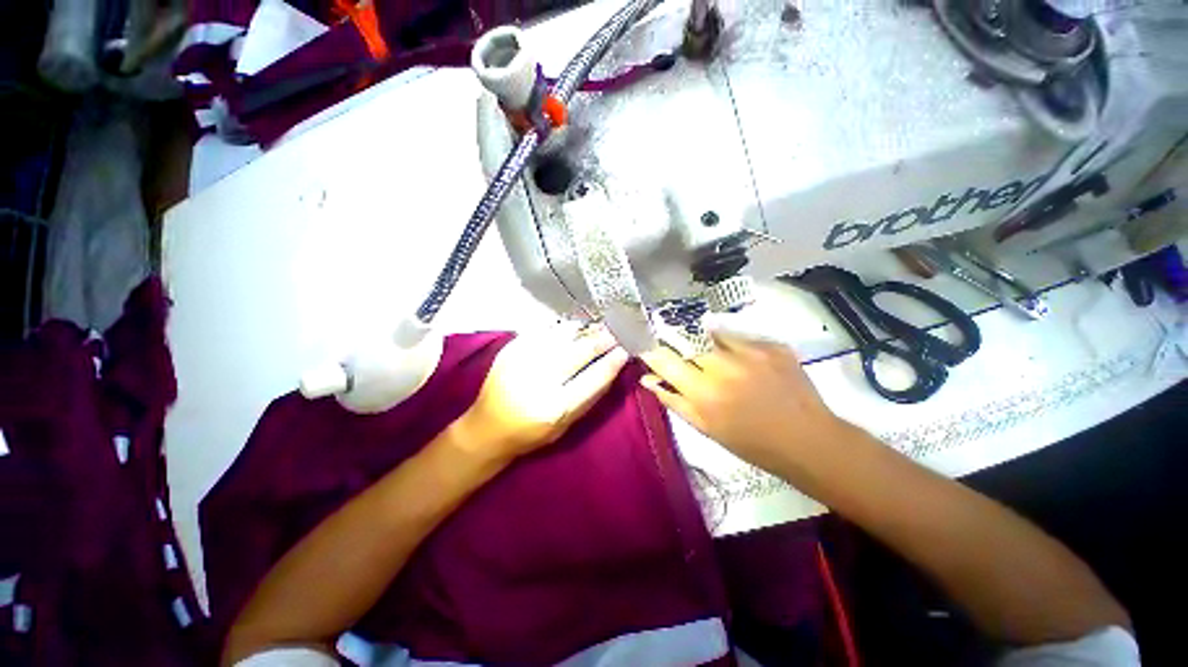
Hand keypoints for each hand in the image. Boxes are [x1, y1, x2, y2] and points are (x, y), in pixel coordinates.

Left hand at [456, 323, 628, 462]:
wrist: (488, 427)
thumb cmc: (532, 433)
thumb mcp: (567, 425)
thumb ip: (590, 396)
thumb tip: (613, 366)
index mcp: (555, 407)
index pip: (594, 377)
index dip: (613, 361)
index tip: (625, 350)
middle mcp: (539, 380)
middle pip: (579, 352)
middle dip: (601, 340)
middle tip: (614, 333)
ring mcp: (523, 360)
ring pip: (563, 335)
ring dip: (584, 330)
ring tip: (596, 328)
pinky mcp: (511, 348)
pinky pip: (544, 329)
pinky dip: (563, 327)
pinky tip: (572, 328)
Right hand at [640, 327, 847, 473]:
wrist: (808, 440)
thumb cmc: (750, 443)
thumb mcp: (705, 427)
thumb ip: (673, 400)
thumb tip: (648, 379)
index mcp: (703, 392)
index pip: (665, 360)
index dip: (654, 353)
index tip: (650, 352)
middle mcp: (723, 366)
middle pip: (686, 341)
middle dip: (679, 345)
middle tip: (686, 357)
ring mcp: (749, 351)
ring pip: (711, 334)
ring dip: (706, 344)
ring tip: (718, 360)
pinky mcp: (771, 345)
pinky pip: (739, 337)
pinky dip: (733, 346)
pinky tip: (743, 363)